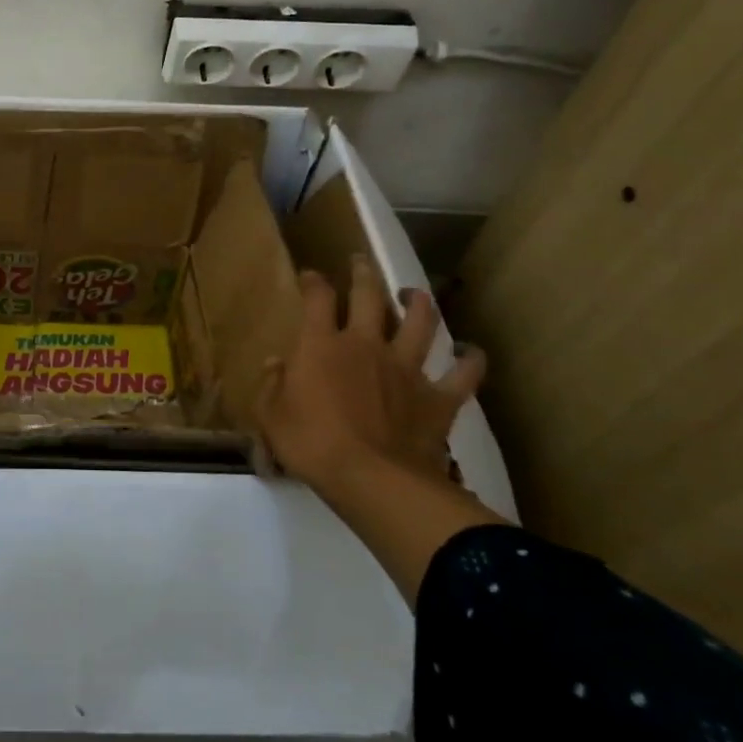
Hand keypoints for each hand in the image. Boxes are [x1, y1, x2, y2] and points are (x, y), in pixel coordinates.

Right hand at [258, 253, 485, 509]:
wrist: (373, 479)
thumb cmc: (311, 444)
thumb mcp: (271, 416)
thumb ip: (271, 385)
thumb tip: (275, 363)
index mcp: (321, 345)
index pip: (317, 298)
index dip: (313, 282)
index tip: (310, 276)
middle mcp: (365, 345)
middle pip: (369, 296)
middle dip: (364, 274)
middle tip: (361, 262)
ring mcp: (406, 368)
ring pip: (421, 323)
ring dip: (419, 303)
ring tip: (415, 294)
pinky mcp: (438, 397)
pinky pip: (464, 373)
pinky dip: (471, 360)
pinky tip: (471, 352)